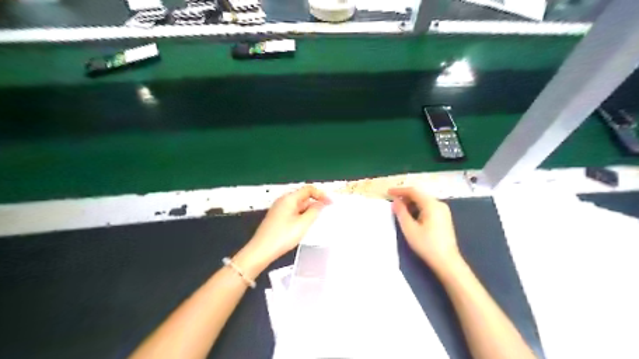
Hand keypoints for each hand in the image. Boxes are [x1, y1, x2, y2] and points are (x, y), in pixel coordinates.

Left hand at [236, 185, 334, 274]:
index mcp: (289, 199)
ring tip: (317, 220)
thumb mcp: (303, 224)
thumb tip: (321, 203)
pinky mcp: (277, 219)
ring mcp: (279, 210)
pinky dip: (302, 216)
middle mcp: (283, 201)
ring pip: (298, 206)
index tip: (330, 203)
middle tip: (326, 212)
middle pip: (303, 196)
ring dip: (309, 211)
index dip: (321, 194)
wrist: (261, 251)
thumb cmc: (282, 236)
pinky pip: (293, 213)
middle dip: (315, 203)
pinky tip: (305, 226)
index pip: (308, 189)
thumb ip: (314, 211)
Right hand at [389, 188, 459, 271]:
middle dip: (405, 197)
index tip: (388, 192)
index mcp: (431, 204)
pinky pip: (428, 207)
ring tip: (400, 210)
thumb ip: (401, 212)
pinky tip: (411, 216)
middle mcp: (439, 204)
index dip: (399, 191)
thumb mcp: (409, 228)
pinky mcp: (444, 218)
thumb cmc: (427, 245)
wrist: (447, 261)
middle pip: (419, 195)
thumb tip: (395, 201)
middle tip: (393, 202)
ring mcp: (443, 211)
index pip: (413, 191)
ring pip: (424, 201)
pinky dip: (418, 208)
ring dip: (411, 203)